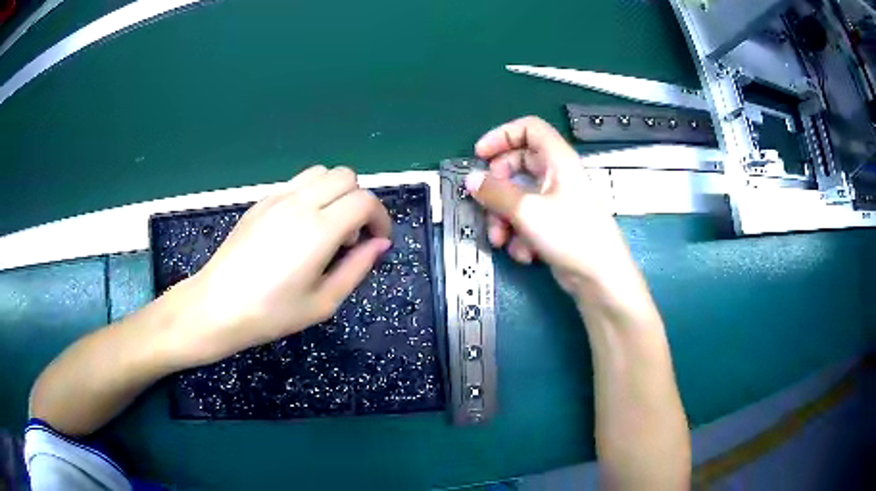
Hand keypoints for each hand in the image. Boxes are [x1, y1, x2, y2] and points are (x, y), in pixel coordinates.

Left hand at [165, 166, 391, 366]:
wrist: (217, 306)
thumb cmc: (271, 313)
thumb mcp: (323, 302)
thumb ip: (358, 268)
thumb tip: (380, 244)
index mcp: (319, 230)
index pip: (365, 201)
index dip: (381, 218)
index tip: (378, 241)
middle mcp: (300, 204)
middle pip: (347, 176)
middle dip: (360, 202)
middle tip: (351, 237)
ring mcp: (277, 198)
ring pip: (322, 172)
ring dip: (336, 193)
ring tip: (326, 228)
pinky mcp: (261, 201)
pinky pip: (297, 183)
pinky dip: (312, 195)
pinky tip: (300, 228)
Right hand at [465, 116, 633, 296]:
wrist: (600, 278)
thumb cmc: (571, 235)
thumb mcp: (527, 211)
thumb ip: (495, 192)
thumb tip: (471, 180)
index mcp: (558, 160)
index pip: (529, 129)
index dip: (502, 135)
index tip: (480, 155)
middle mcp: (558, 175)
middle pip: (518, 164)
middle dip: (497, 185)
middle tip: (483, 199)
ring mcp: (556, 201)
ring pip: (519, 197)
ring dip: (503, 218)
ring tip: (500, 239)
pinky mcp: (554, 225)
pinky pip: (528, 220)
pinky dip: (520, 235)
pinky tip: (524, 254)